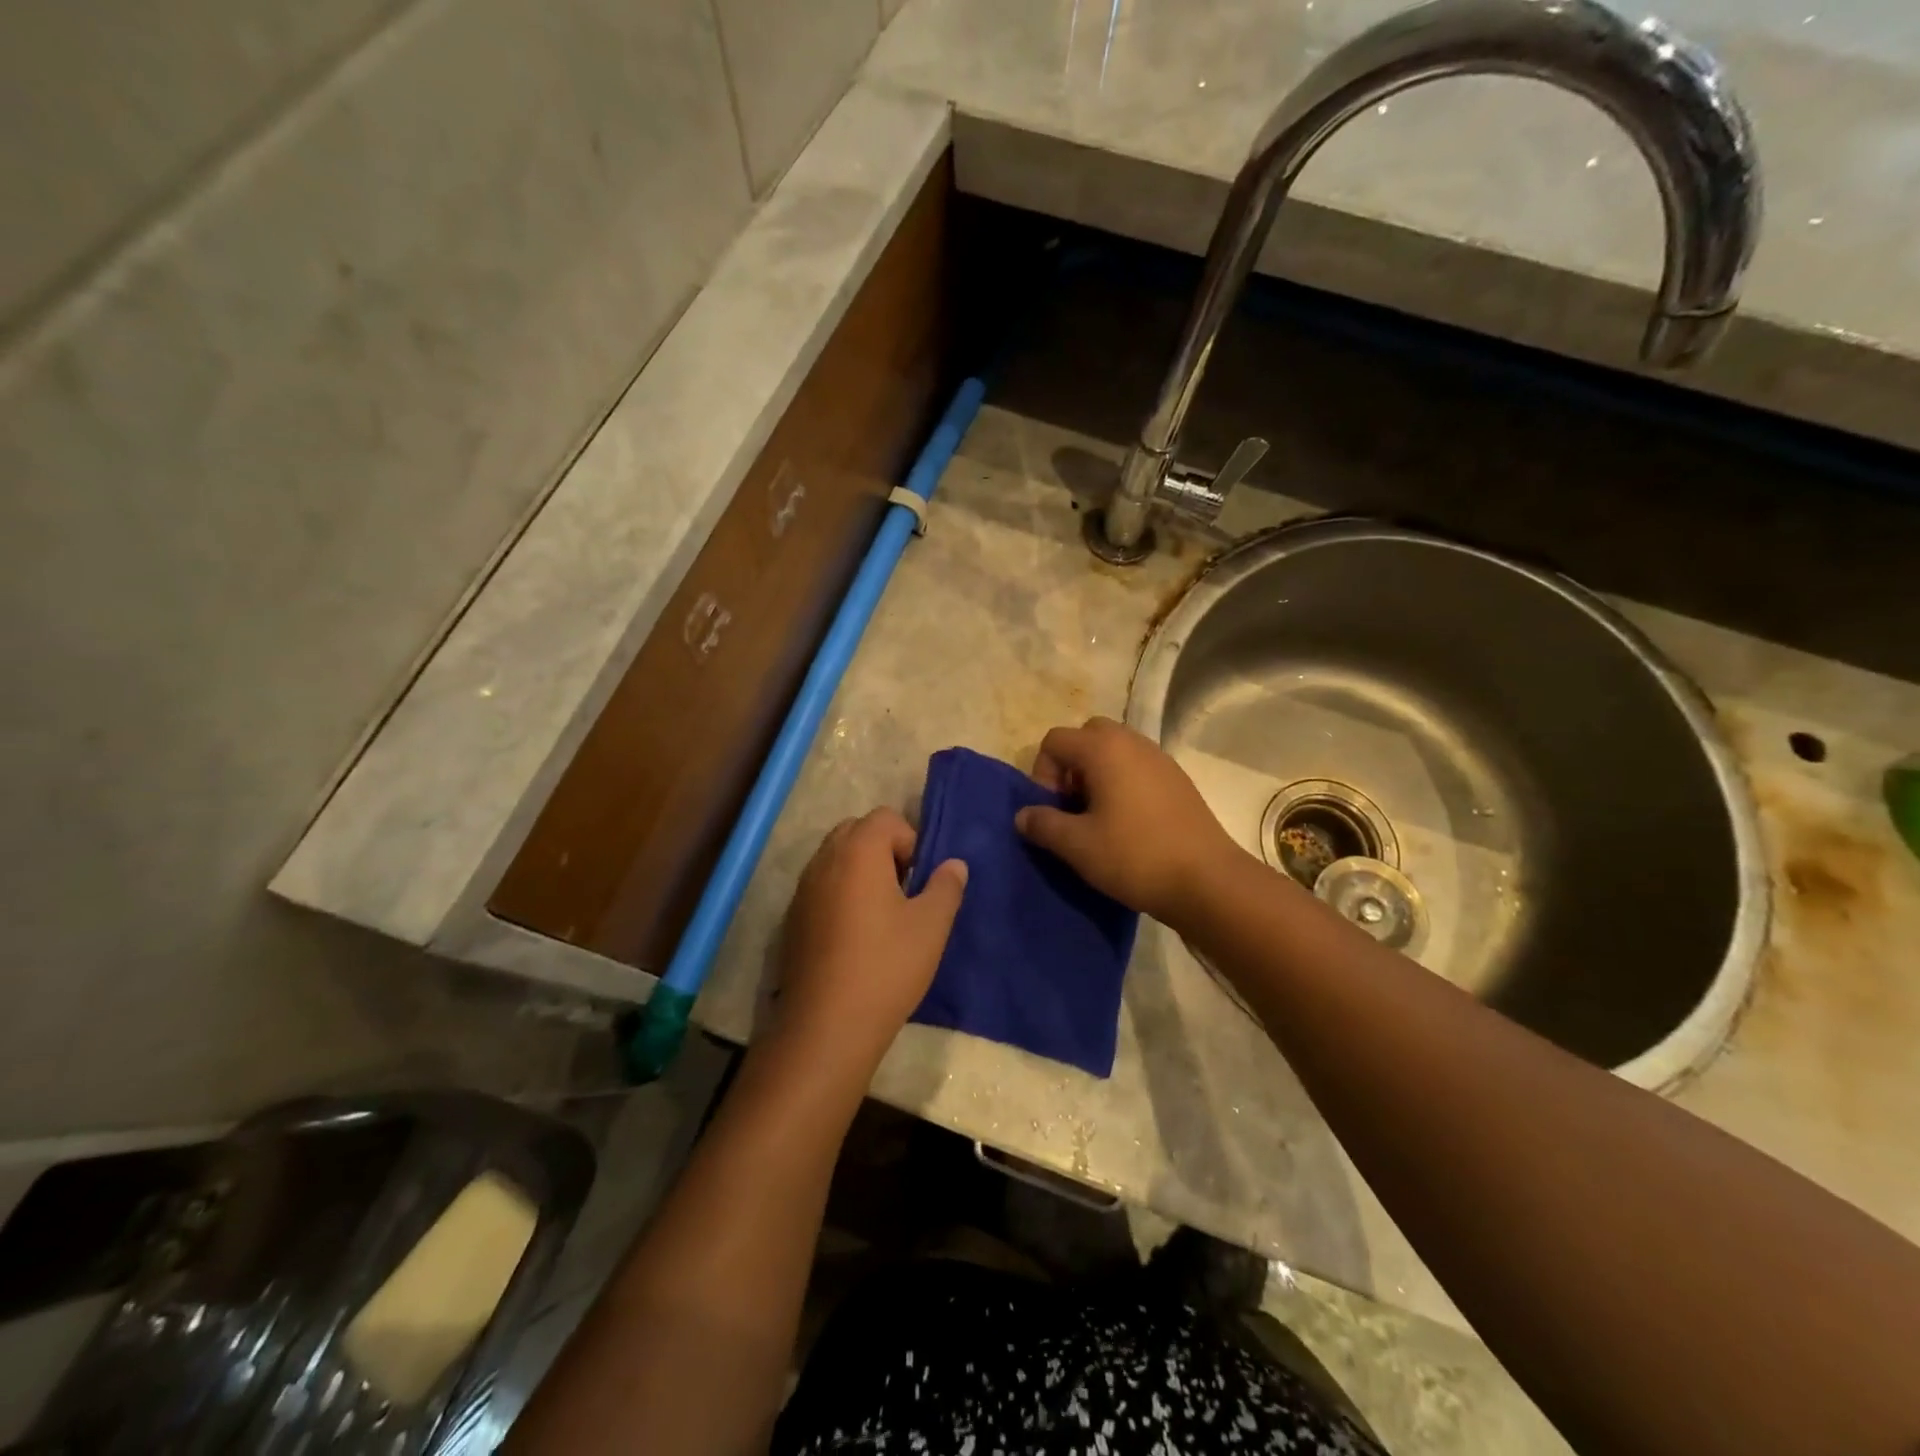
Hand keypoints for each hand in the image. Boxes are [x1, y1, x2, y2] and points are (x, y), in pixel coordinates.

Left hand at [773, 808, 967, 1075]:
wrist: (827, 1025)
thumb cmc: (886, 966)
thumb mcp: (932, 925)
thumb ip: (946, 886)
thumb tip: (953, 863)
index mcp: (858, 851)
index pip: (886, 818)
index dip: (910, 840)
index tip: (920, 880)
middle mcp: (824, 860)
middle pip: (856, 831)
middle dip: (884, 850)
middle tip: (904, 890)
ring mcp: (803, 889)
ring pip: (836, 858)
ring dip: (861, 871)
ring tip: (882, 914)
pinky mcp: (792, 918)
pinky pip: (821, 886)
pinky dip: (841, 894)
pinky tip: (856, 936)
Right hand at [1015, 716, 1242, 926]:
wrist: (1208, 881)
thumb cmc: (1135, 857)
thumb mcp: (1077, 845)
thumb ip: (1043, 824)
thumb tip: (1023, 815)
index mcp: (1104, 749)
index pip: (1054, 740)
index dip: (1043, 773)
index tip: (1053, 810)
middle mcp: (1132, 742)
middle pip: (1087, 736)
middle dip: (1071, 766)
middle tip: (1074, 806)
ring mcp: (1160, 758)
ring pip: (1115, 751)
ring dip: (1097, 775)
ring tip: (1098, 818)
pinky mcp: (1178, 779)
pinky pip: (1138, 766)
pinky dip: (1123, 783)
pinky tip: (1128, 824)